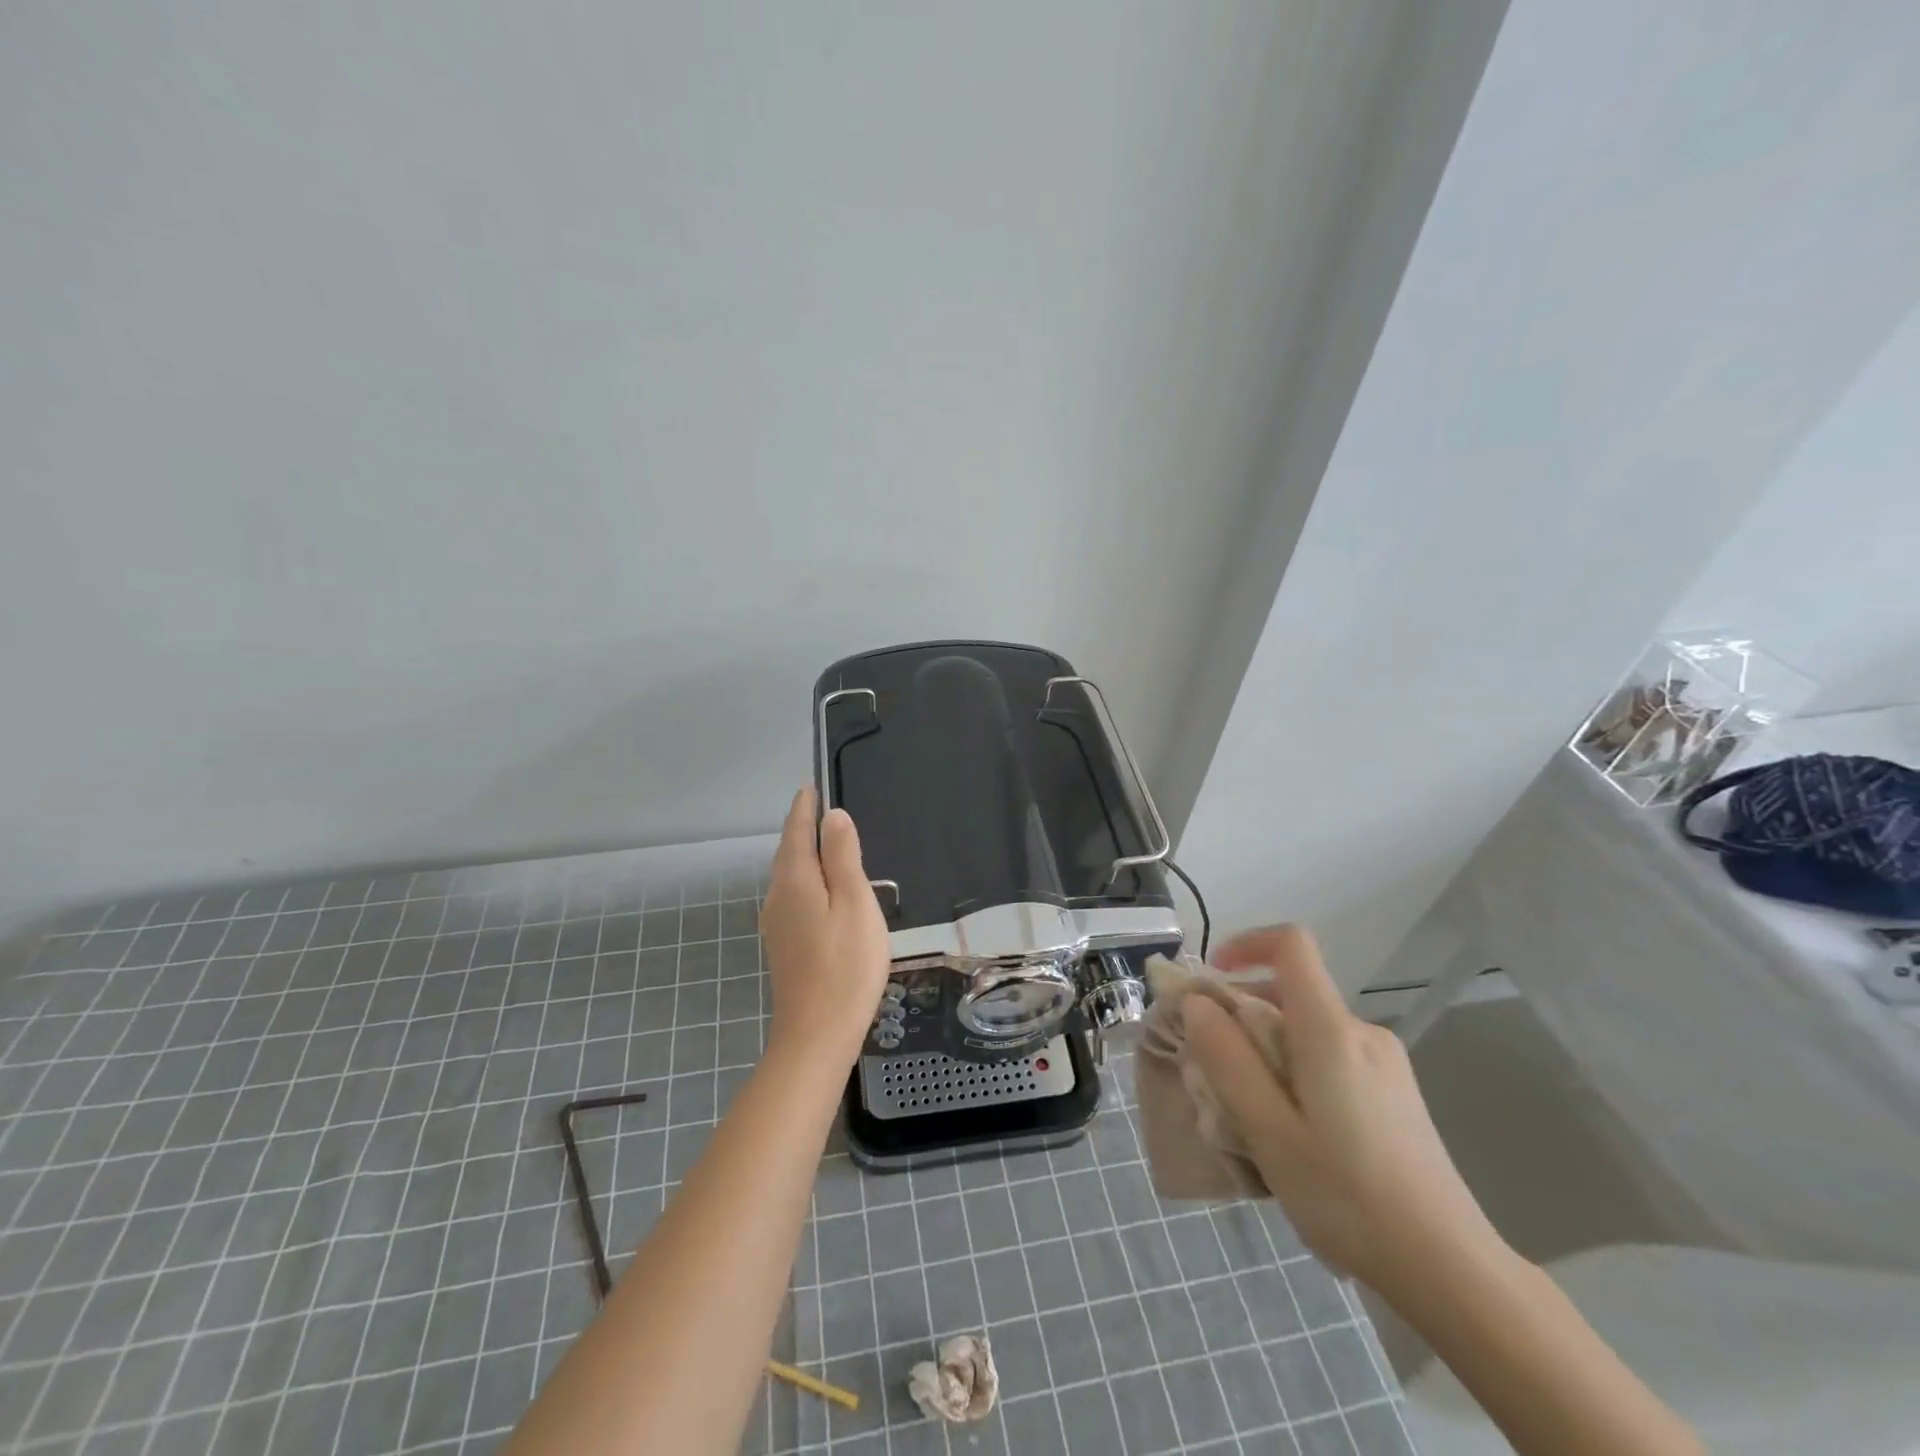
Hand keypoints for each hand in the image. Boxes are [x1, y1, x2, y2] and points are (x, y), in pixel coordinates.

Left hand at [759, 788, 891, 1064]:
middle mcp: (778, 897)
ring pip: (788, 876)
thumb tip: (833, 816)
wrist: (816, 1034)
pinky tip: (819, 891)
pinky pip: (792, 896)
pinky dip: (805, 879)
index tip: (810, 787)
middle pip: (788, 852)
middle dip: (800, 828)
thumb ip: (843, 857)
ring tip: (822, 842)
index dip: (805, 808)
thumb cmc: (846, 965)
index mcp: (796, 881)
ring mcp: (777, 924)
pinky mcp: (783, 945)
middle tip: (816, 808)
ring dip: (802, 854)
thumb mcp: (855, 903)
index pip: (796, 832)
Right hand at [1181, 925, 1503, 1295]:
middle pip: (1292, 992)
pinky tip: (1295, 1133)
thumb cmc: (1347, 1196)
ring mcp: (1385, 1063)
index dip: (1247, 944)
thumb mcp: (1268, 1130)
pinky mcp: (1396, 1092)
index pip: (1292, 944)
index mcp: (1330, 1030)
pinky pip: (1330, 1057)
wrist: (1450, 1269)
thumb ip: (1227, 1059)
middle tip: (1214, 1071)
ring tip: (1251, 1115)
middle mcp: (1361, 1032)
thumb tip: (1197, 1002)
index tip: (1213, 980)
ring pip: (1308, 1030)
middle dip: (1243, 1016)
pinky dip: (1296, 1072)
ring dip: (1267, 1051)